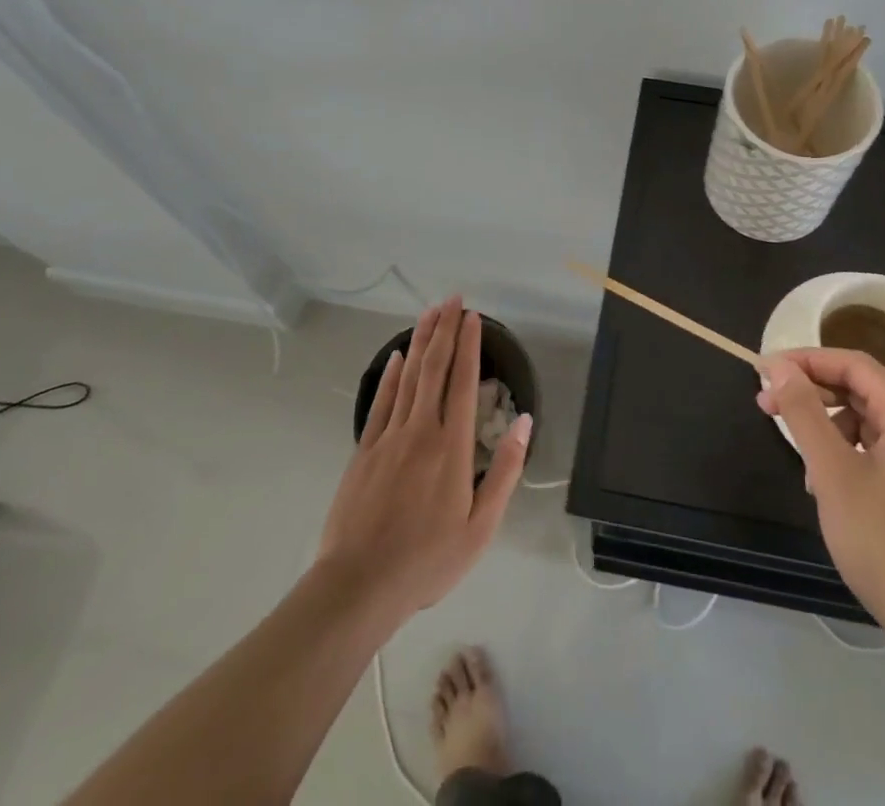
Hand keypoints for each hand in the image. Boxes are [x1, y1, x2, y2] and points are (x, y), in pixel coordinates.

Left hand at [317, 298, 530, 618]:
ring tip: (429, 312)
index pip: (462, 382)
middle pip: (434, 369)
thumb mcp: (480, 527)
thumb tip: (525, 422)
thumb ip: (505, 471)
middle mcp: (420, 431)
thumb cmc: (427, 560)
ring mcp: (388, 438)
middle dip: (444, 330)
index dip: (468, 346)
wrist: (358, 586)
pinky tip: (398, 357)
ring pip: (408, 377)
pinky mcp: (364, 450)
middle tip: (452, 299)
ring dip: (421, 341)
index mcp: (452, 447)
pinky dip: (392, 375)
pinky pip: (381, 401)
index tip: (472, 317)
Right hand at [757, 347, 884, 667]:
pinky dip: (856, 457)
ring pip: (875, 425)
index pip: (853, 364)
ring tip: (807, 469)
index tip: (764, 372)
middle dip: (815, 396)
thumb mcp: (834, 475)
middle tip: (768, 409)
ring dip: (833, 432)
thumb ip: (805, 413)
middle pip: (865, 391)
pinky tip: (837, 491)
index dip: (805, 361)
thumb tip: (782, 368)